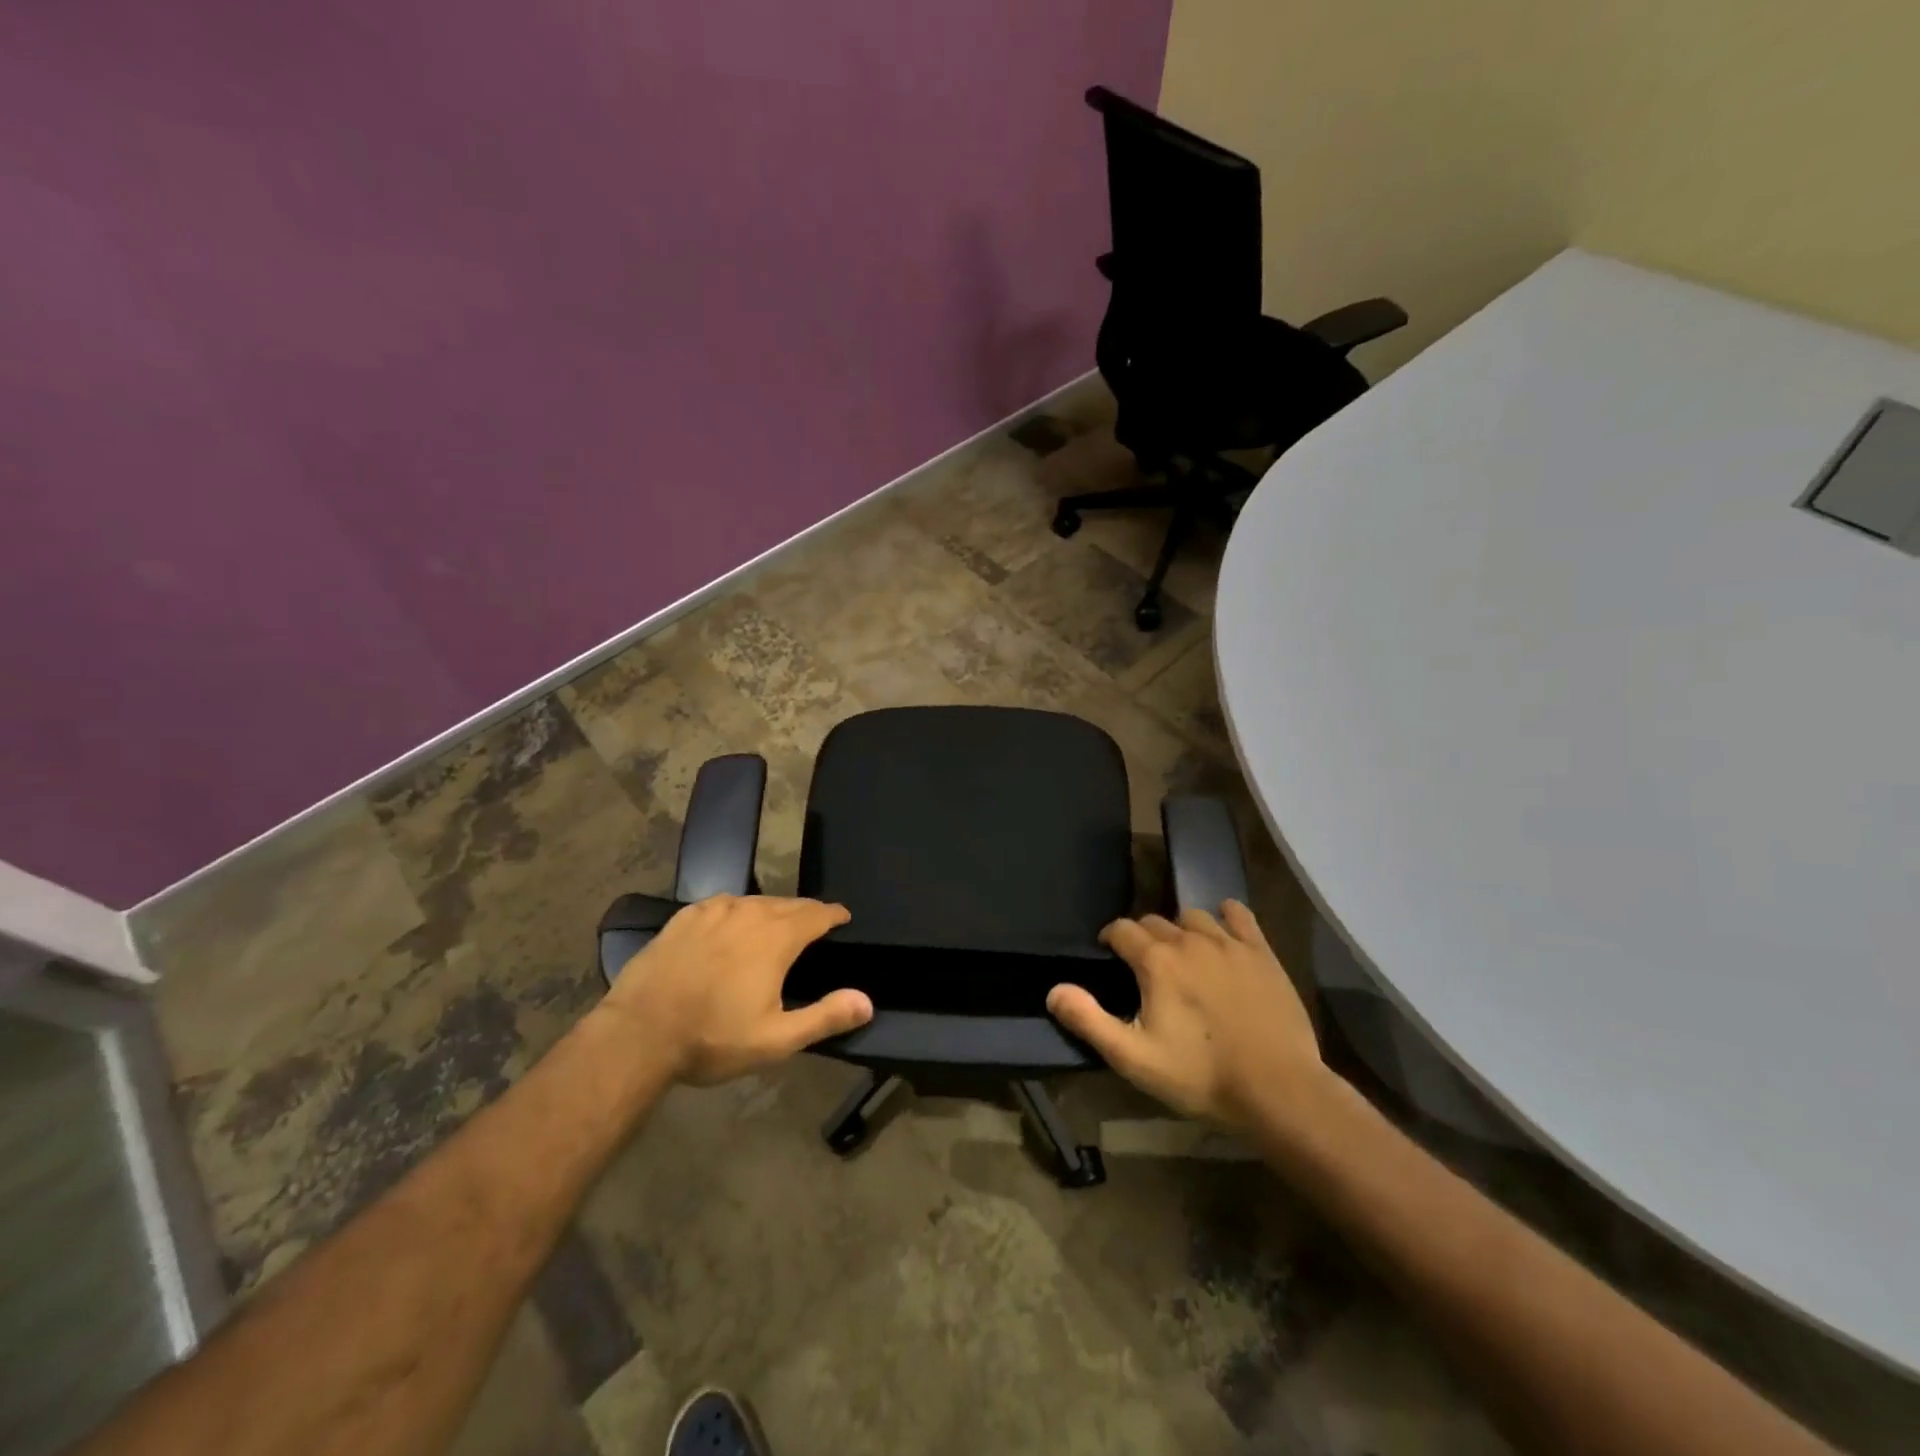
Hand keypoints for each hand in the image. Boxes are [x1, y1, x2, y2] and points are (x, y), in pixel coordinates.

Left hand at [603, 895, 871, 1085]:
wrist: (638, 1034)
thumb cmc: (712, 1038)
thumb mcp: (775, 1040)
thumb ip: (825, 1017)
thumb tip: (867, 1001)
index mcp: (776, 938)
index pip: (816, 913)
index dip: (833, 914)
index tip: (843, 917)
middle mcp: (749, 913)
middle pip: (787, 904)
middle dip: (805, 912)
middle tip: (813, 925)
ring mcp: (713, 911)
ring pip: (754, 902)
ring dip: (771, 911)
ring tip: (775, 925)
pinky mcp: (684, 917)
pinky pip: (722, 905)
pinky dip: (736, 912)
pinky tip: (731, 924)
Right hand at [1047, 901, 1322, 1128]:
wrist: (1278, 1090)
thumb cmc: (1200, 1076)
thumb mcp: (1134, 1058)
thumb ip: (1089, 1020)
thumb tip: (1053, 991)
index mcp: (1156, 961)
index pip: (1122, 929)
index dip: (1110, 938)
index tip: (1109, 954)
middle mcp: (1189, 940)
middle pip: (1155, 921)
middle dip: (1143, 937)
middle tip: (1144, 966)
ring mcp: (1229, 943)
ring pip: (1193, 916)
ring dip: (1180, 929)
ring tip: (1182, 954)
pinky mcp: (1261, 953)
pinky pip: (1238, 914)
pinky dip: (1225, 916)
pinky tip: (1223, 931)